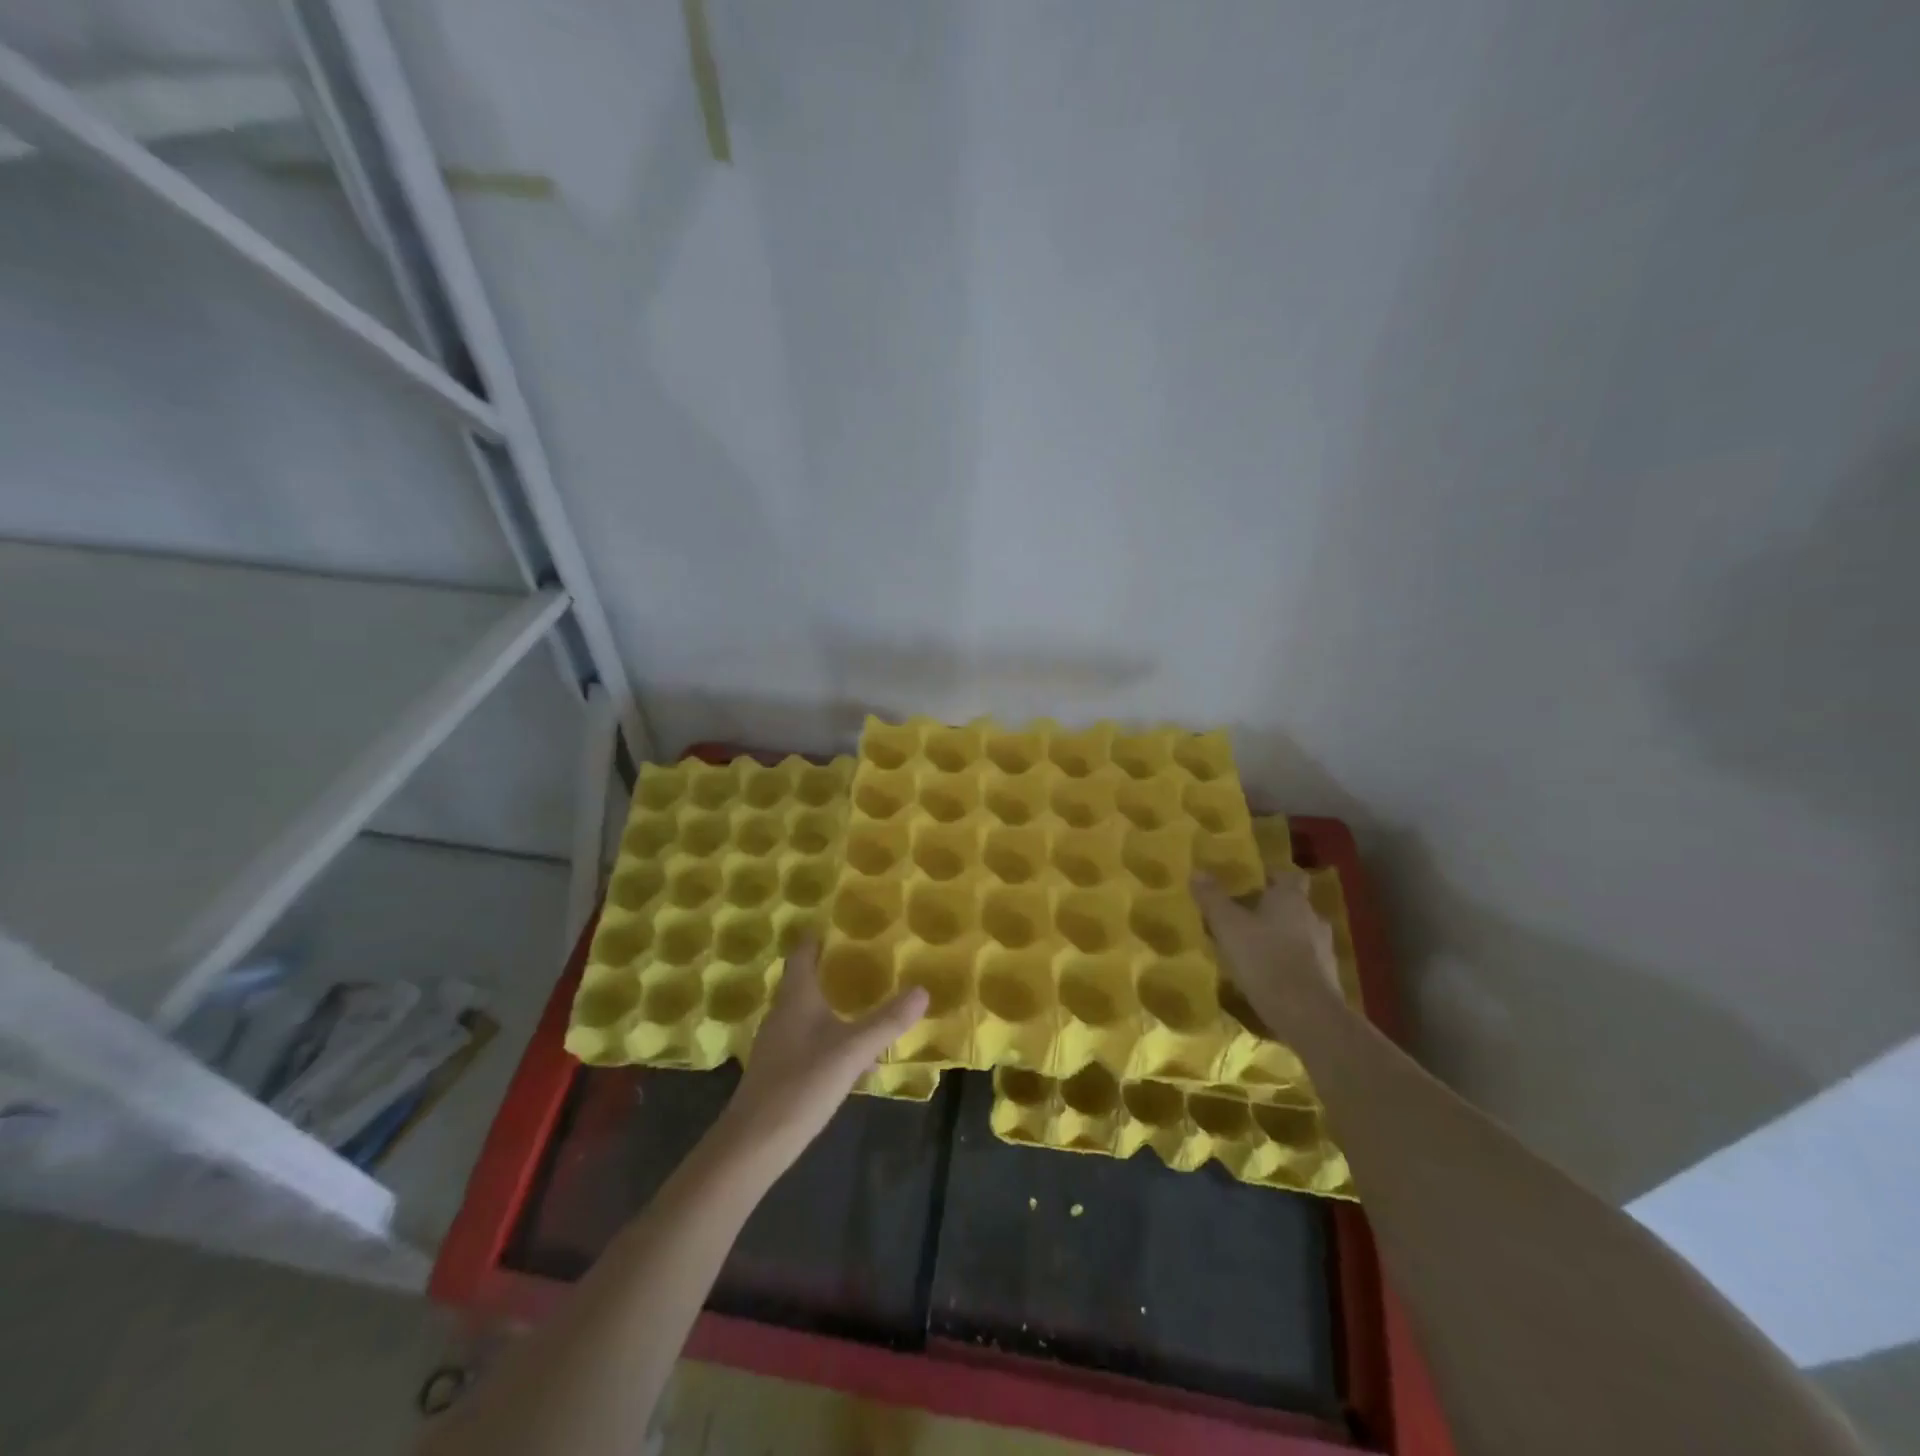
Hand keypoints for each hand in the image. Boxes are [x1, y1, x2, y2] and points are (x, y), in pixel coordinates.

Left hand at [716, 939, 928, 1173]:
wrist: (754, 1142)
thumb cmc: (802, 1083)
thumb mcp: (853, 1051)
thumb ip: (888, 1021)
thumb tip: (923, 990)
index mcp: (796, 997)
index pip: (802, 954)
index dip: (816, 937)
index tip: (836, 924)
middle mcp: (782, 1012)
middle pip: (801, 980)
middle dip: (825, 966)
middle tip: (857, 956)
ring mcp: (776, 1042)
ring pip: (802, 1009)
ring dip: (825, 999)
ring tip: (855, 996)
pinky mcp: (777, 1068)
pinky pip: (803, 1035)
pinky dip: (823, 1029)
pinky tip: (842, 1045)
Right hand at [1193, 871, 1342, 1031]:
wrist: (1307, 1015)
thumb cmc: (1264, 958)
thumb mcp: (1227, 926)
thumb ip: (1212, 898)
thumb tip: (1197, 871)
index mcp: (1291, 898)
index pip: (1290, 876)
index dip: (1273, 877)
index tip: (1254, 884)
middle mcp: (1313, 918)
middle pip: (1295, 906)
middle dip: (1273, 911)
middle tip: (1245, 919)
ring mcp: (1325, 950)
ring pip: (1301, 935)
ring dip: (1282, 939)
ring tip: (1255, 951)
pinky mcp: (1328, 979)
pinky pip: (1306, 963)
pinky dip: (1290, 965)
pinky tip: (1270, 978)